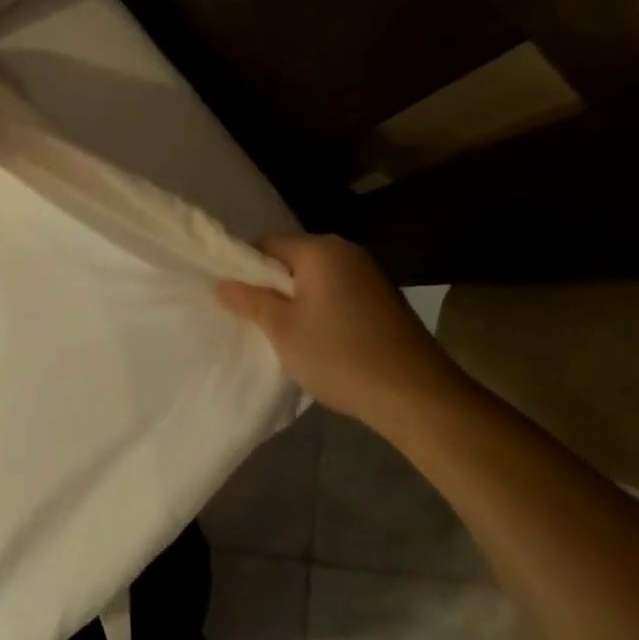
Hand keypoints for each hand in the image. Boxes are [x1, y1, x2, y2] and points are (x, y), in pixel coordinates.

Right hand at [215, 235, 468, 428]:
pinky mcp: (382, 300)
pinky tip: (314, 338)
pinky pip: (336, 292)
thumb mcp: (283, 330)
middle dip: (269, 284)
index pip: (266, 243)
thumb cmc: (340, 355)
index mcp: (321, 250)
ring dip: (294, 299)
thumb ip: (251, 301)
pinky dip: (319, 308)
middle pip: (292, 258)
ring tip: (279, 330)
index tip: (230, 295)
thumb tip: (222, 283)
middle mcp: (347, 252)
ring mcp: (369, 275)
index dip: (242, 266)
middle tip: (249, 316)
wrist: (416, 395)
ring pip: (314, 278)